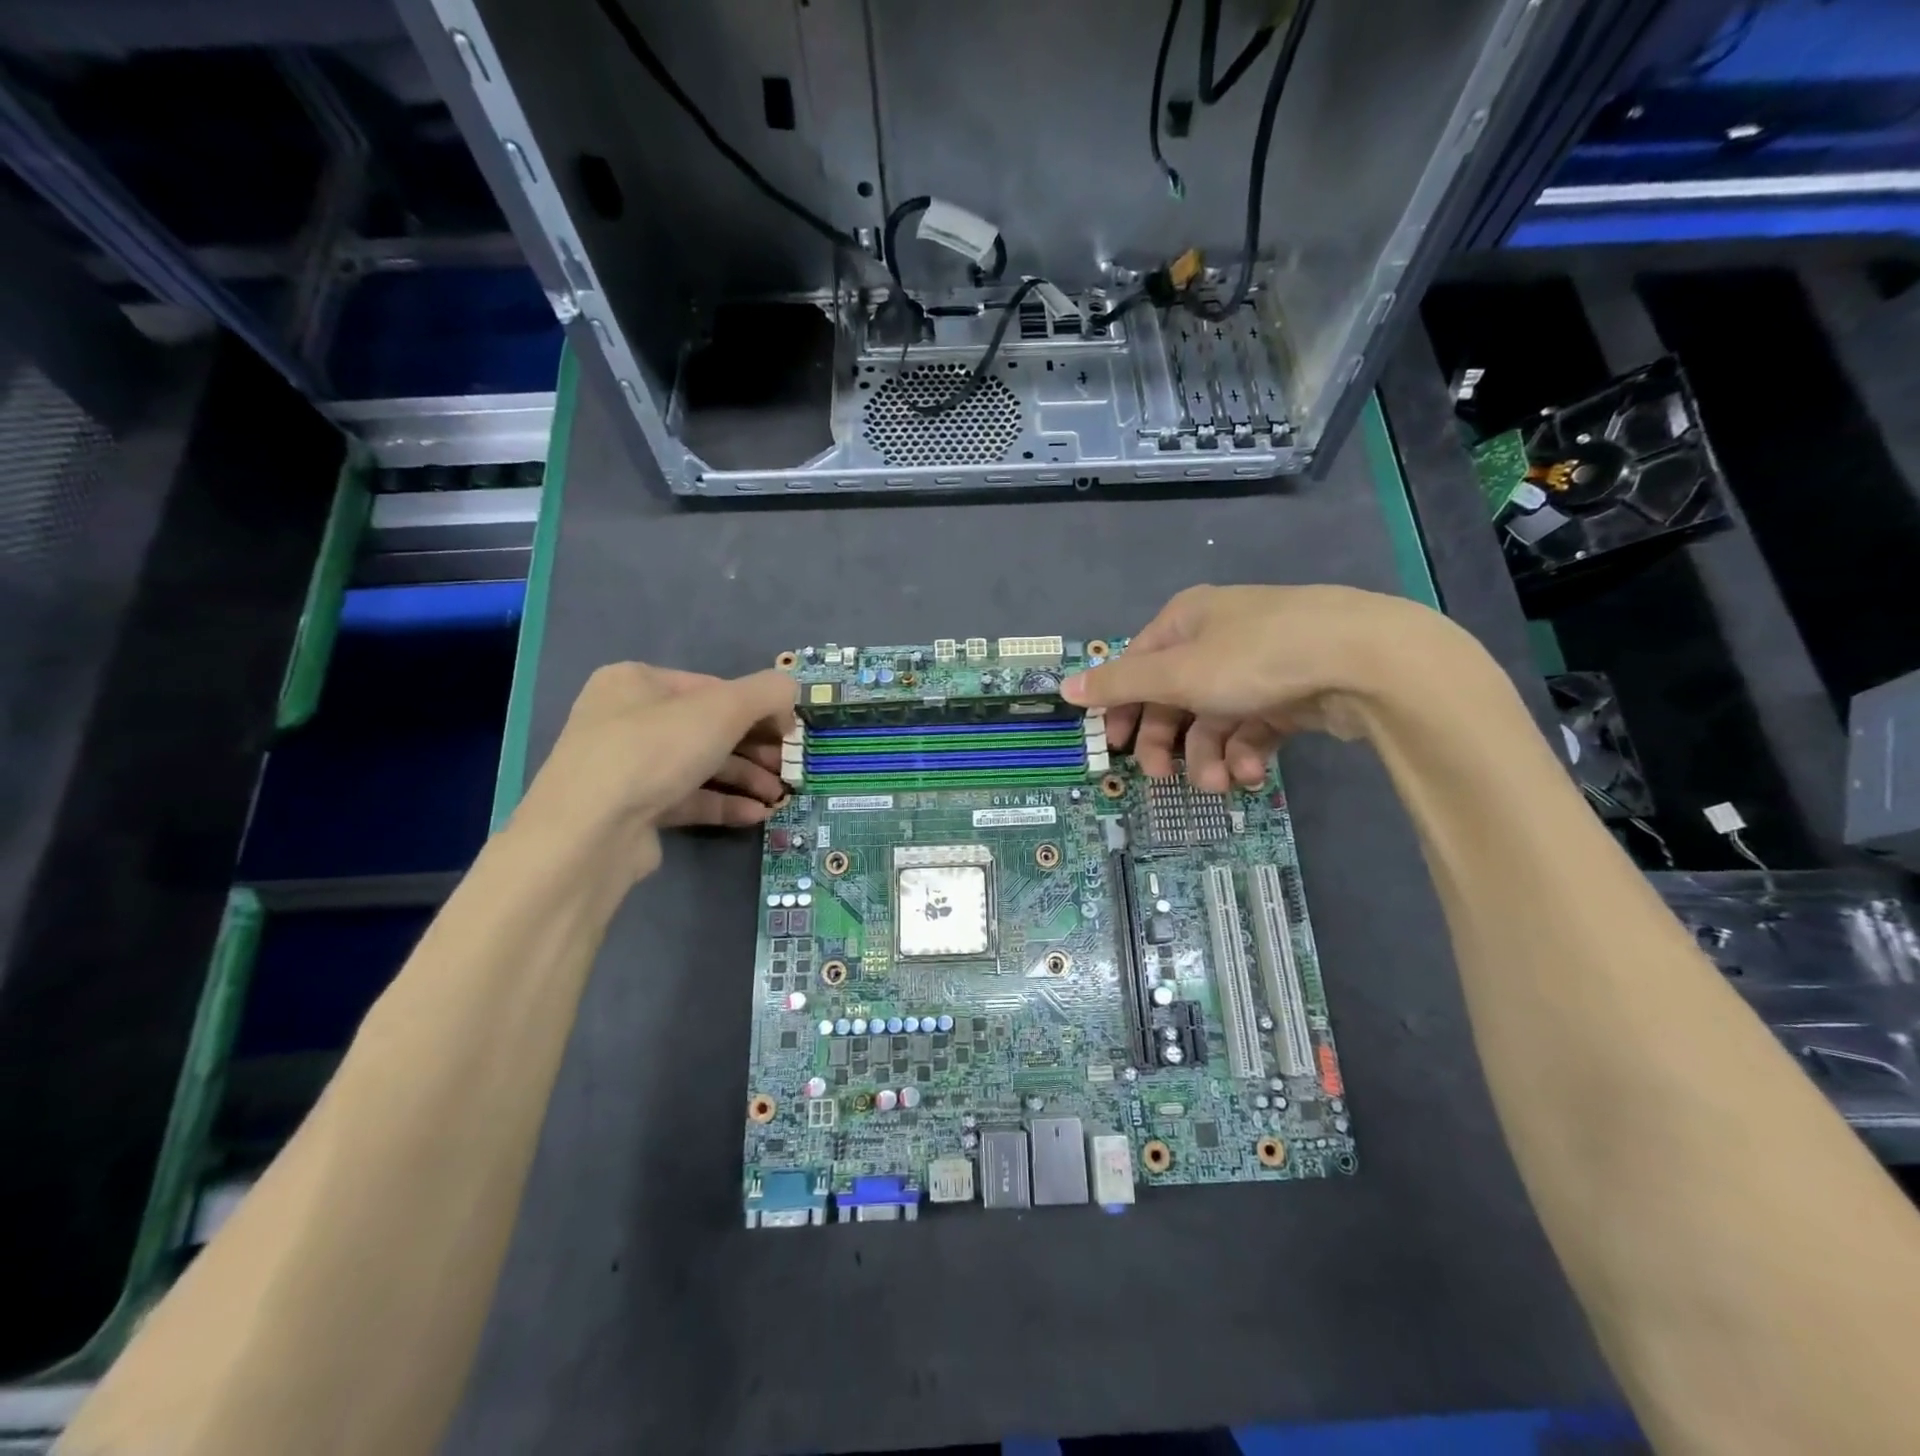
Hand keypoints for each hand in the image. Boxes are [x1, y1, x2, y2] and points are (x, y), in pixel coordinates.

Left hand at [513, 662, 795, 877]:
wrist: (590, 833)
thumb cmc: (655, 751)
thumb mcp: (723, 708)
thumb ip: (767, 692)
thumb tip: (791, 692)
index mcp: (636, 682)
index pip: (712, 687)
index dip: (757, 707)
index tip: (790, 731)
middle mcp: (625, 719)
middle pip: (708, 728)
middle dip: (755, 749)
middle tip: (788, 767)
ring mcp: (626, 768)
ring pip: (700, 766)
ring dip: (745, 779)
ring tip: (778, 796)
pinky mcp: (632, 810)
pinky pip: (687, 800)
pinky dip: (723, 805)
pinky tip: (756, 815)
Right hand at [1062, 585, 1458, 791]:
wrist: (1366, 659)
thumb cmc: (1255, 658)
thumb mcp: (1176, 673)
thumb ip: (1119, 685)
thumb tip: (1064, 687)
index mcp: (1186, 621)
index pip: (1137, 666)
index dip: (1121, 707)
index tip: (1114, 747)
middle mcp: (1218, 637)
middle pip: (1173, 697)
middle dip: (1168, 742)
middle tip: (1162, 777)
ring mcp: (1258, 665)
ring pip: (1215, 719)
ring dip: (1209, 757)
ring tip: (1219, 784)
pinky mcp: (1291, 692)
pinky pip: (1254, 727)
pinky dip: (1246, 753)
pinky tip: (1251, 775)